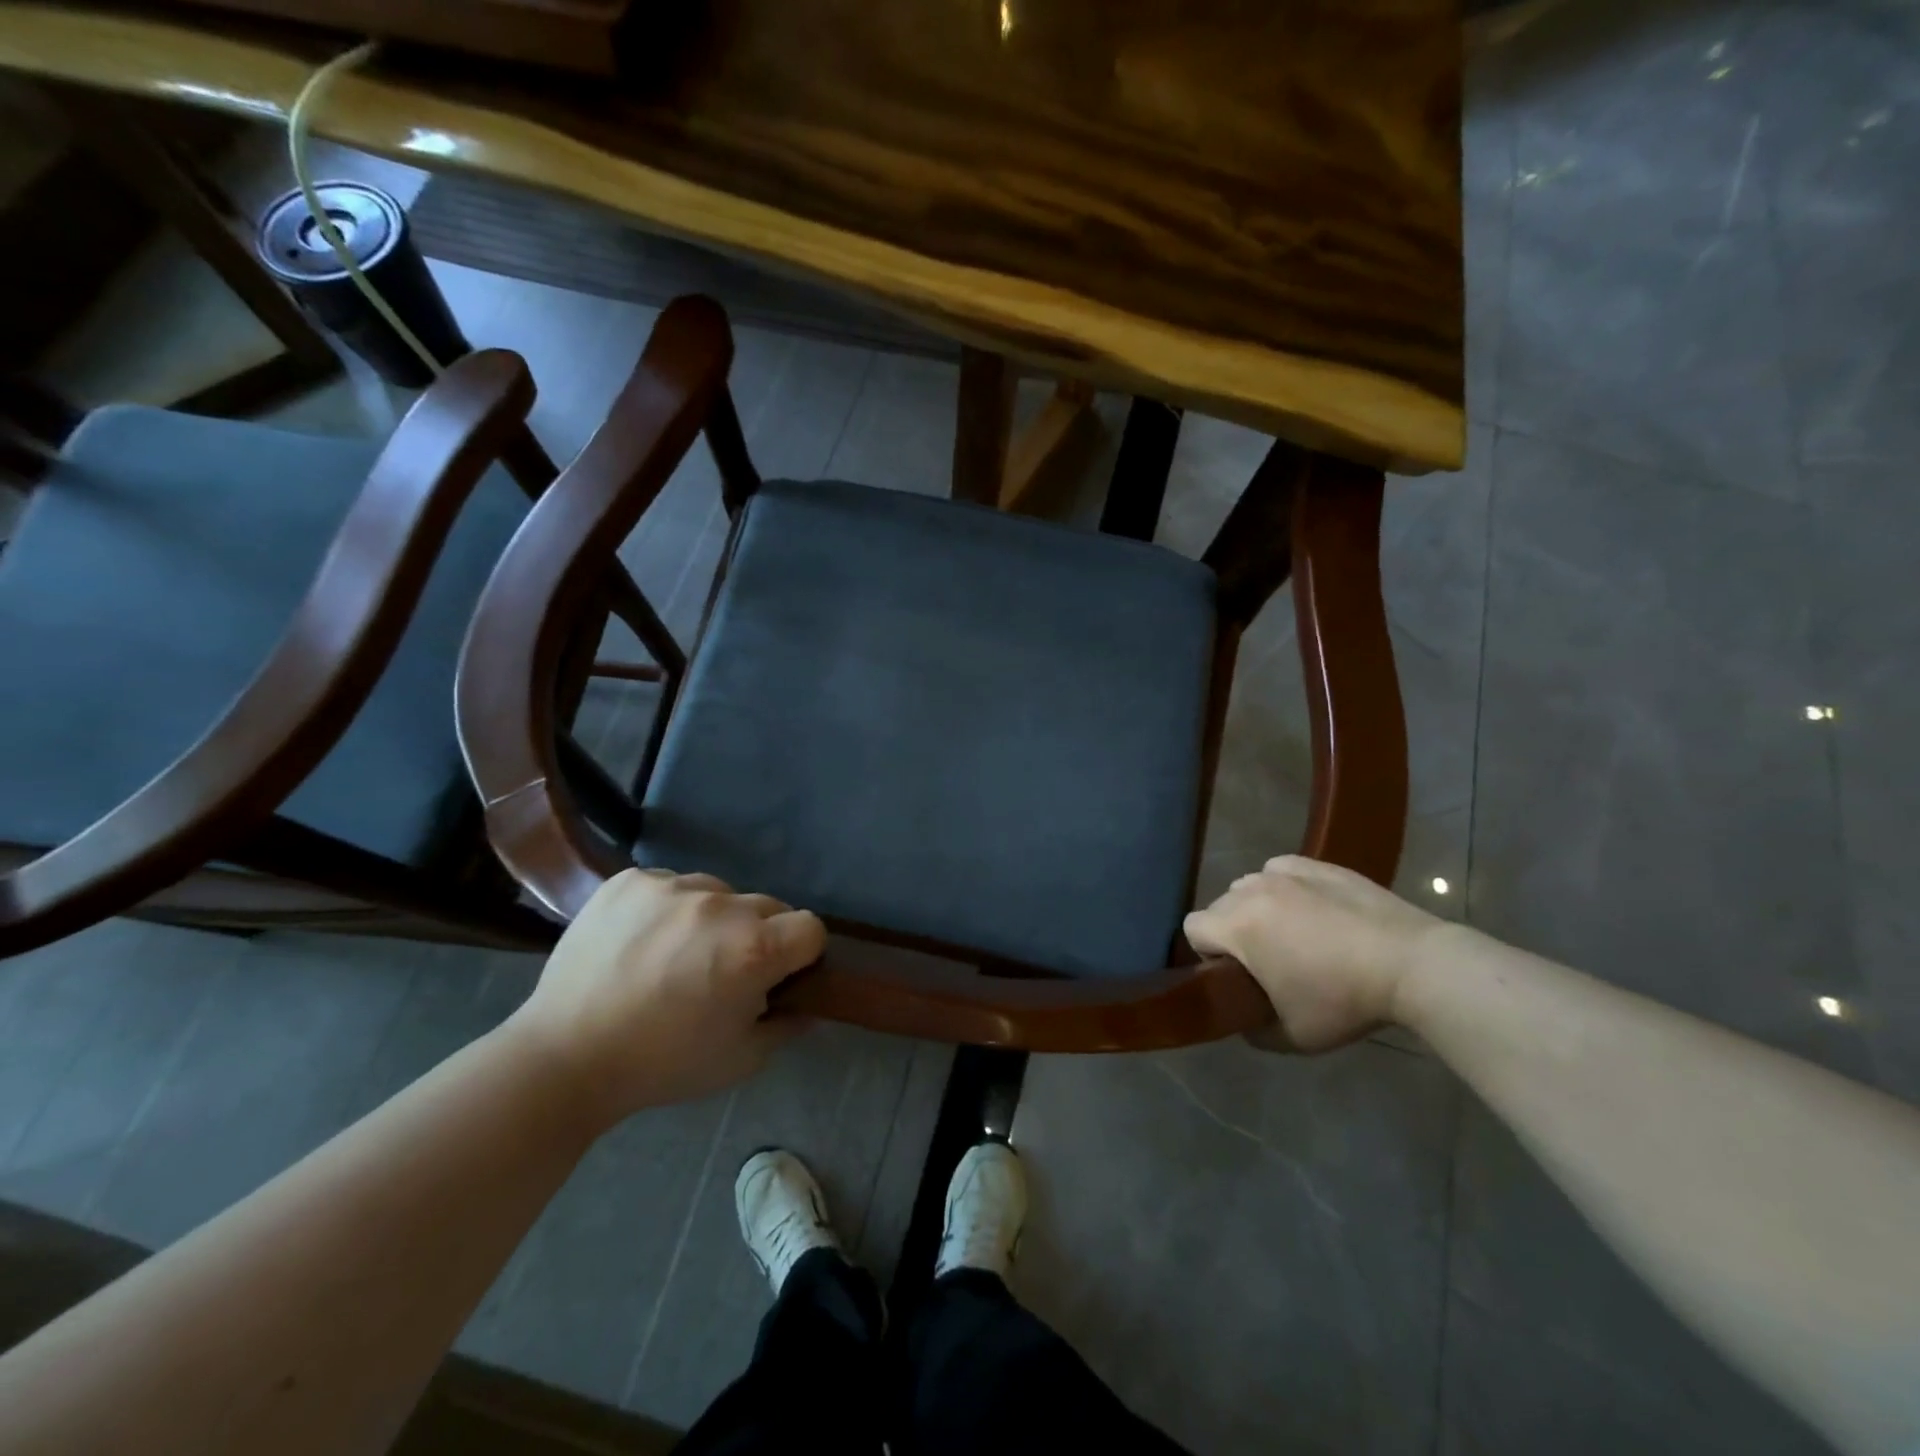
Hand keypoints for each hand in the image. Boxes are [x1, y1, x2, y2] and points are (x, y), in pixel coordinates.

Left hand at [508, 869, 824, 1126]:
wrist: (564, 1057)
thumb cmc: (662, 1064)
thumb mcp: (741, 1060)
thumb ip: (787, 1025)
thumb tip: (807, 1003)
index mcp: (754, 948)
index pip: (810, 928)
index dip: (801, 955)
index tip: (777, 978)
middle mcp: (721, 904)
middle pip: (768, 906)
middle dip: (759, 936)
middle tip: (722, 972)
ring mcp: (673, 886)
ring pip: (719, 892)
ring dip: (713, 919)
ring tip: (675, 956)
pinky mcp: (631, 880)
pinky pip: (672, 885)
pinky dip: (669, 909)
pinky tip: (642, 941)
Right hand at [1184, 855, 1445, 1051]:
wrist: (1412, 964)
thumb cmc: (1344, 1000)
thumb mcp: (1292, 1036)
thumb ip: (1253, 1029)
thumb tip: (1246, 1018)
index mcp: (1237, 925)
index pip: (1192, 928)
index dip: (1205, 954)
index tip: (1234, 976)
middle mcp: (1252, 889)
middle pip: (1220, 906)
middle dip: (1233, 932)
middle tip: (1268, 962)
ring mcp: (1286, 872)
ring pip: (1250, 886)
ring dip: (1258, 908)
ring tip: (1294, 934)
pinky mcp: (1318, 864)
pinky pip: (1282, 872)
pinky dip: (1286, 888)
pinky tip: (1313, 910)